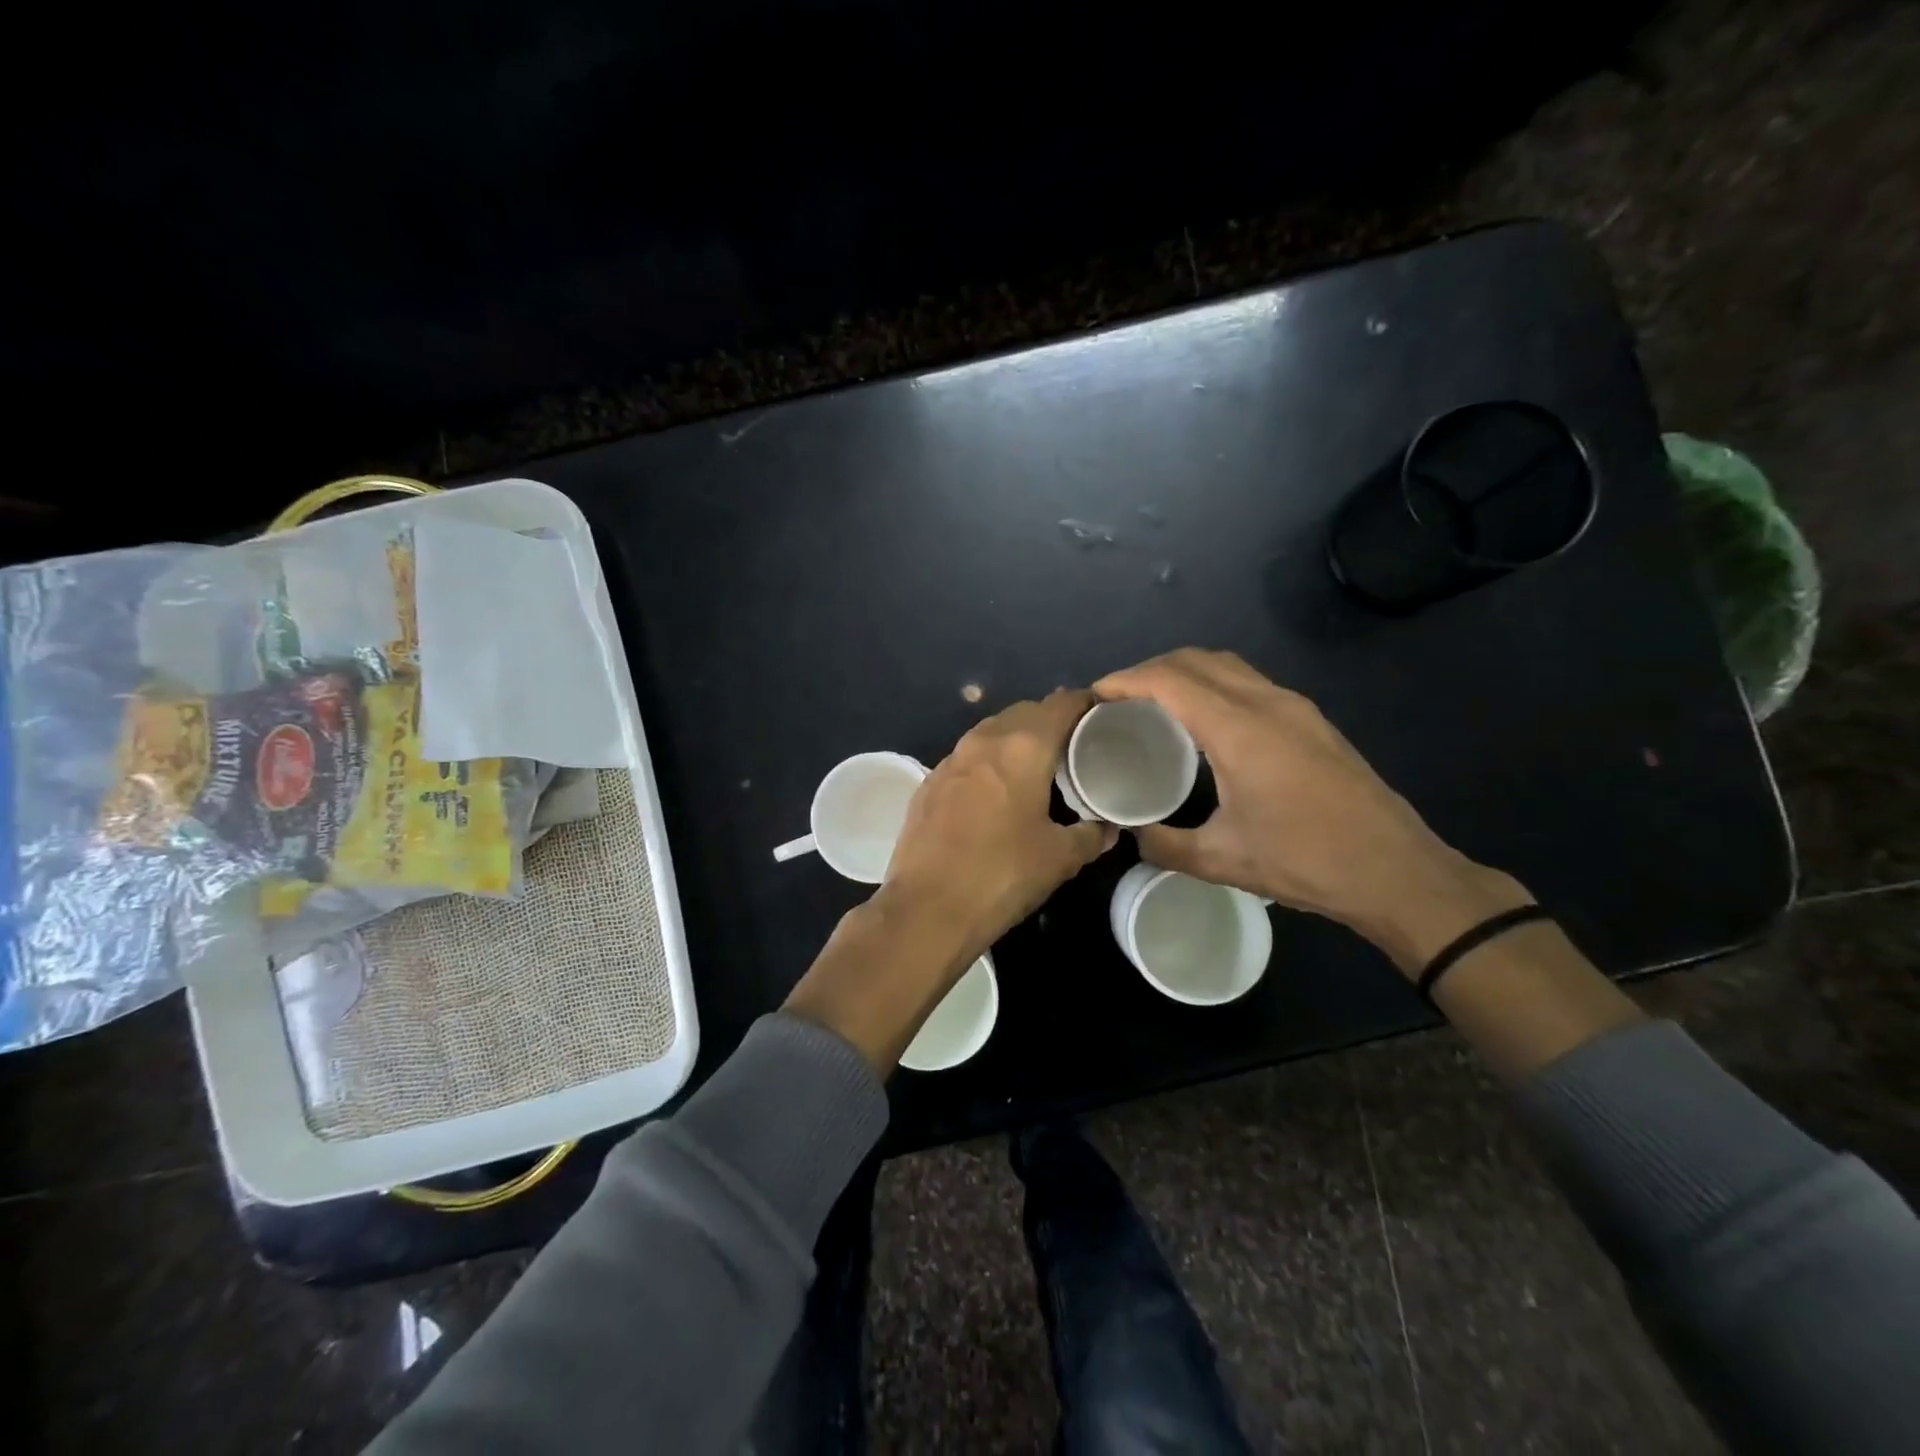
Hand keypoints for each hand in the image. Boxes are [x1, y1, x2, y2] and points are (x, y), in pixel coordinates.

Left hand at [785, 690, 1116, 1070]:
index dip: (1085, 704)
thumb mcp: (1059, 858)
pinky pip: (968, 757)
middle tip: (1075, 747)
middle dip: (1051, 721)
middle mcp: (984, 740)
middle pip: (1025, 712)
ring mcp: (951, 759)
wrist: (926, 909)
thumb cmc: (1002, 875)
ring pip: (992, 732)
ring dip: (1016, 739)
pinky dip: (989, 762)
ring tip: (1038, 766)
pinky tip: (997, 791)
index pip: (1061, 704)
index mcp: (1023, 747)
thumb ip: (1090, 835)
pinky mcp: (928, 782)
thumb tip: (1108, 828)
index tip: (1103, 717)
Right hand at [1093, 650, 1527, 971]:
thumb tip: (1130, 834)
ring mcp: (1295, 707)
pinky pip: (1248, 681)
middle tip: (1117, 701)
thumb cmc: (1306, 862)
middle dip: (1149, 669)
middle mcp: (1267, 702)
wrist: (1398, 872)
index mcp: (1240, 729)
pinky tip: (1202, 722)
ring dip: (1183, 672)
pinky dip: (1212, 684)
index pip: (1170, 680)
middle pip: (1196, 659)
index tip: (1093, 696)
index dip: (1125, 680)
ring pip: (1226, 664)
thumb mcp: (1222, 860)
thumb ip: (1163, 843)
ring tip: (1152, 705)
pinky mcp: (1311, 720)